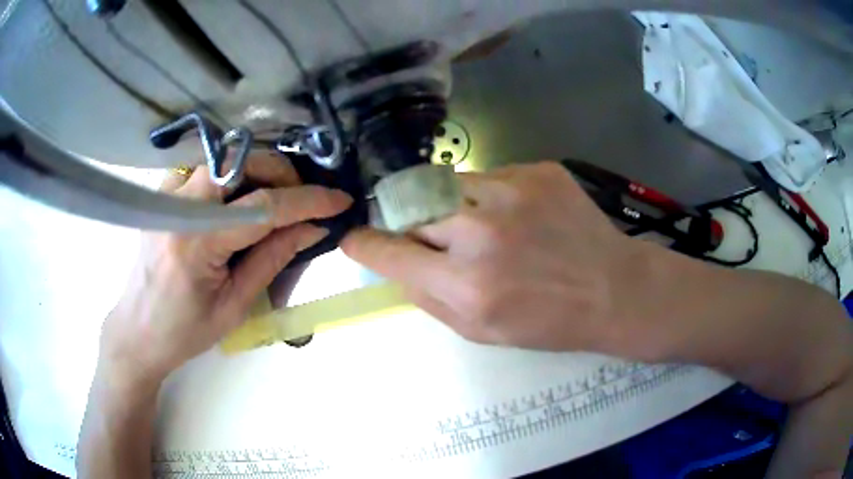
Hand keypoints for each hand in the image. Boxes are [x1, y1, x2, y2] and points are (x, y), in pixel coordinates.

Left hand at [99, 153, 351, 382]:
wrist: (138, 330)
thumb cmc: (185, 331)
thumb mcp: (235, 306)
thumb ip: (273, 259)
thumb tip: (313, 227)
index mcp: (195, 243)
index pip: (262, 207)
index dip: (307, 201)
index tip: (340, 201)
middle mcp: (177, 205)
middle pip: (242, 162)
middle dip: (281, 174)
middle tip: (302, 200)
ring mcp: (166, 193)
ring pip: (225, 158)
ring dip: (259, 172)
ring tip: (276, 201)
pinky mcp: (163, 192)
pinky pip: (207, 168)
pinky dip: (233, 176)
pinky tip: (240, 199)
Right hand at [342, 162, 667, 358]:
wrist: (614, 289)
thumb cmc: (549, 322)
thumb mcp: (480, 331)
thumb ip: (429, 298)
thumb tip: (396, 265)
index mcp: (467, 285)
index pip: (389, 252)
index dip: (365, 244)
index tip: (354, 238)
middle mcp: (483, 232)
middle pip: (414, 210)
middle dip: (416, 226)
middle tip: (442, 241)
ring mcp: (513, 192)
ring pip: (450, 186)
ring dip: (454, 207)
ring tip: (489, 228)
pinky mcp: (538, 170)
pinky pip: (490, 177)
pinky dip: (492, 197)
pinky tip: (522, 217)